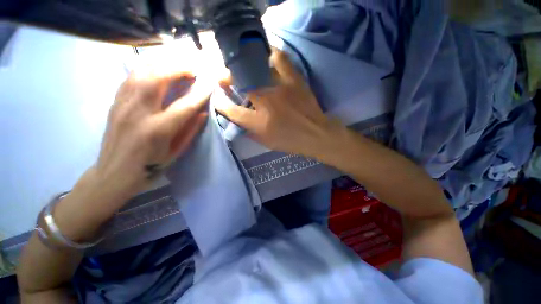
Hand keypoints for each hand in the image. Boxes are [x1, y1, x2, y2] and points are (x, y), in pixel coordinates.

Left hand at [95, 68, 209, 199]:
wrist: (114, 173)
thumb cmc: (150, 166)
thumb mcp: (176, 152)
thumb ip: (190, 130)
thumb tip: (202, 111)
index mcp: (158, 130)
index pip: (184, 105)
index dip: (200, 92)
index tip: (211, 82)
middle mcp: (138, 112)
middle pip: (157, 78)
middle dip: (179, 67)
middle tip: (194, 66)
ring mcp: (123, 104)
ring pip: (141, 71)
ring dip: (163, 62)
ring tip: (178, 61)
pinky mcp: (115, 101)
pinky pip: (132, 75)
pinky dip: (148, 66)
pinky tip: (158, 66)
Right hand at [215, 50, 344, 158]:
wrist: (316, 135)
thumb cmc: (290, 141)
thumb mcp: (266, 142)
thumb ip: (249, 131)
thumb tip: (236, 119)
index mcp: (258, 122)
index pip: (231, 110)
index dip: (220, 103)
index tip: (218, 98)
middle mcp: (266, 102)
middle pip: (239, 83)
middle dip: (226, 78)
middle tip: (224, 78)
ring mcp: (280, 87)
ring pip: (255, 68)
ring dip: (243, 66)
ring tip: (242, 68)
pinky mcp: (294, 79)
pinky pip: (280, 59)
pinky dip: (270, 55)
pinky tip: (265, 58)